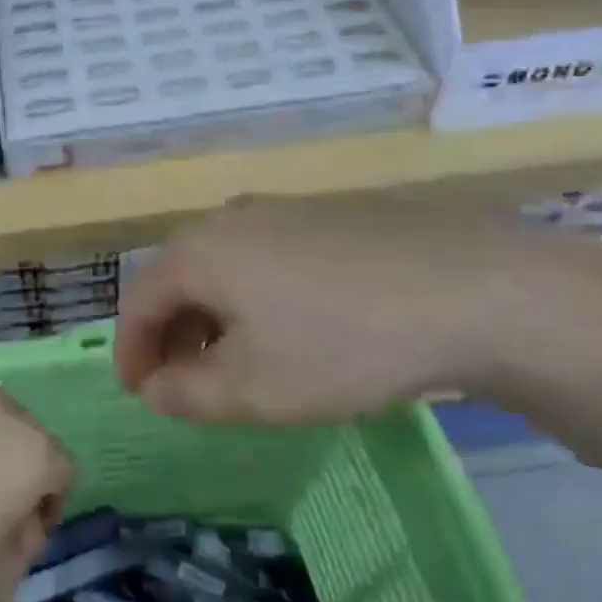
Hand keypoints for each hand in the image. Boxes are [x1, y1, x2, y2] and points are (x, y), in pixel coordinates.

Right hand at [116, 196, 601, 422]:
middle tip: (185, 384)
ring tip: (238, 361)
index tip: (139, 393)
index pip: (139, 301)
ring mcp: (284, 208)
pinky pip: (268, 255)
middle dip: (173, 334)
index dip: (131, 352)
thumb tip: (154, 388)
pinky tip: (295, 327)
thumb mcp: (254, 388)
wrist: (470, 286)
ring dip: (216, 315)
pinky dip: (258, 295)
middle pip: (180, 278)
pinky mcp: (330, 213)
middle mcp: (231, 216)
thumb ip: (187, 393)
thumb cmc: (342, 342)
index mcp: (199, 250)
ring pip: (226, 265)